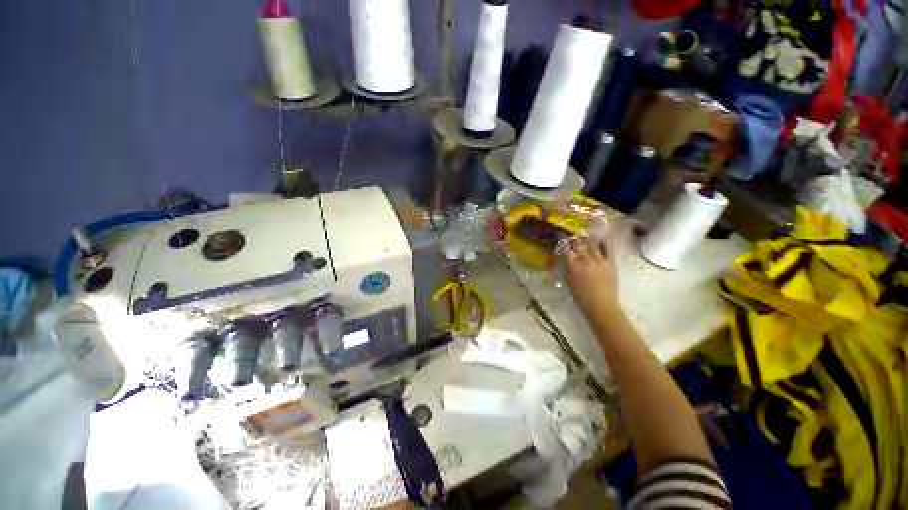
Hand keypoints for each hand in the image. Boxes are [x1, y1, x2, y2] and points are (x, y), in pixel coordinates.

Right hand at [563, 237, 618, 313]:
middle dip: (575, 240)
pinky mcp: (609, 263)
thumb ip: (567, 269)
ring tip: (588, 235)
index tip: (562, 238)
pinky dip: (604, 245)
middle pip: (579, 245)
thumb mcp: (568, 282)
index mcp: (573, 265)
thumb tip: (565, 259)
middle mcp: (585, 260)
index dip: (563, 242)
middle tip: (574, 236)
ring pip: (592, 245)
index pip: (566, 249)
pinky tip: (602, 241)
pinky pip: (607, 250)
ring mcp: (598, 260)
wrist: (601, 305)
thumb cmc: (581, 297)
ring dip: (589, 240)